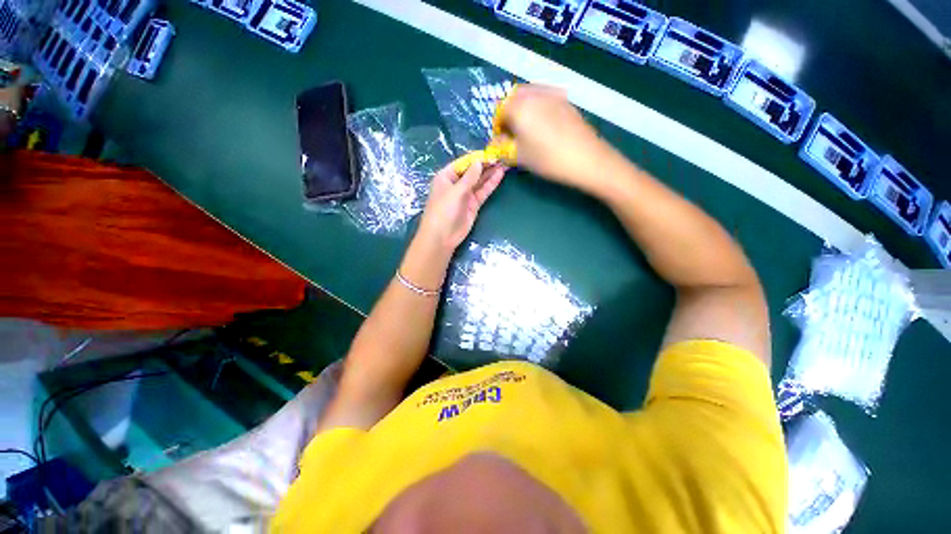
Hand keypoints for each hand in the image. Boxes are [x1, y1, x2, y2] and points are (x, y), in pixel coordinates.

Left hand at [417, 161, 505, 250]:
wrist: (442, 236)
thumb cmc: (443, 210)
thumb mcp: (456, 191)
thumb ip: (469, 177)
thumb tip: (479, 162)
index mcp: (446, 176)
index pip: (463, 163)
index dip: (477, 158)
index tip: (491, 153)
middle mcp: (456, 184)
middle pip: (472, 171)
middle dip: (485, 165)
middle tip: (501, 157)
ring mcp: (465, 195)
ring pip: (479, 181)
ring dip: (490, 173)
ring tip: (504, 163)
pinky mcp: (473, 205)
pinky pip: (482, 192)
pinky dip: (490, 185)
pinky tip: (499, 176)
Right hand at [498, 85, 613, 191]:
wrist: (586, 158)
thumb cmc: (548, 159)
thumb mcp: (520, 157)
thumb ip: (504, 147)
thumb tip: (496, 142)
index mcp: (519, 107)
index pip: (500, 110)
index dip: (498, 126)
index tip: (501, 140)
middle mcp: (535, 94)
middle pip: (514, 98)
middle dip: (510, 114)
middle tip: (513, 133)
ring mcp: (553, 94)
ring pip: (530, 96)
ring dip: (523, 109)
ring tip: (527, 130)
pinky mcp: (566, 100)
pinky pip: (545, 98)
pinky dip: (538, 108)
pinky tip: (543, 126)